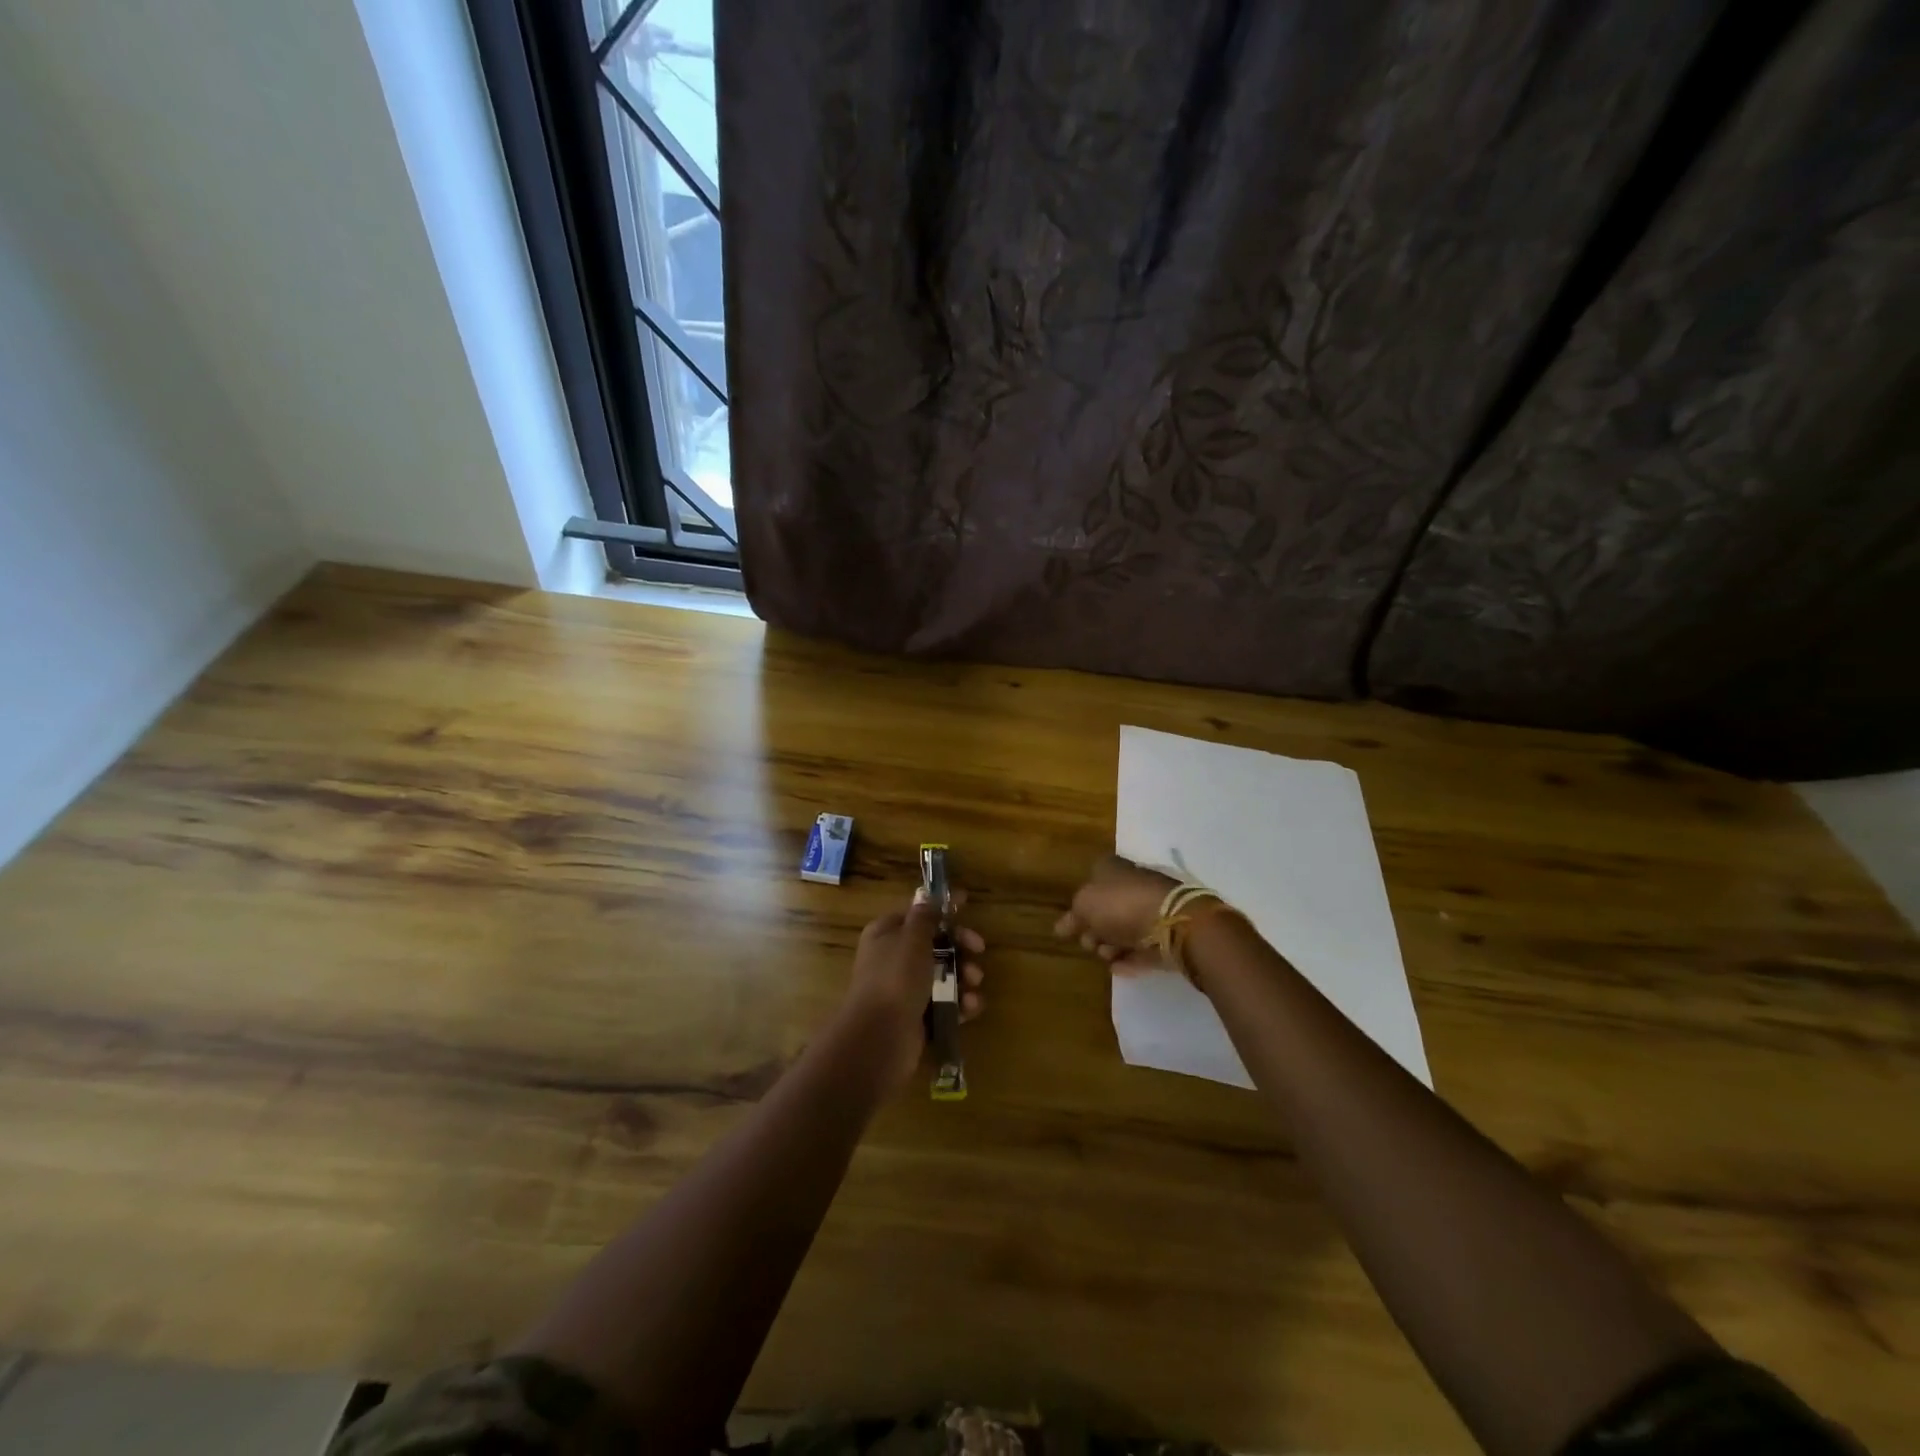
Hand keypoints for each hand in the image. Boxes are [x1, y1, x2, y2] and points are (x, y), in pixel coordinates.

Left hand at [844, 890, 984, 1089]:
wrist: (880, 1038)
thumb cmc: (896, 978)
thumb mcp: (912, 938)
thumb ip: (924, 916)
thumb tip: (925, 895)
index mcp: (886, 934)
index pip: (917, 913)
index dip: (941, 908)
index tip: (966, 901)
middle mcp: (894, 959)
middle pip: (935, 944)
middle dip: (960, 946)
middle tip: (978, 950)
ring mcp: (906, 990)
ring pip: (944, 975)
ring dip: (965, 976)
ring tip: (973, 983)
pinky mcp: (918, 1017)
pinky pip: (945, 1004)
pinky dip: (961, 1003)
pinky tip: (970, 1007)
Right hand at [1054, 854, 1176, 971]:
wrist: (1171, 923)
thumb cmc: (1120, 904)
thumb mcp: (1084, 905)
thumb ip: (1072, 917)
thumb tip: (1060, 927)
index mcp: (1113, 869)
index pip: (1092, 880)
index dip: (1080, 903)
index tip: (1071, 924)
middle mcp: (1132, 886)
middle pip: (1107, 909)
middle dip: (1094, 929)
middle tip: (1090, 942)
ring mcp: (1151, 910)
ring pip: (1124, 930)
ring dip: (1110, 946)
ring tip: (1108, 955)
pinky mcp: (1165, 935)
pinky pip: (1142, 949)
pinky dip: (1129, 959)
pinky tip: (1118, 968)